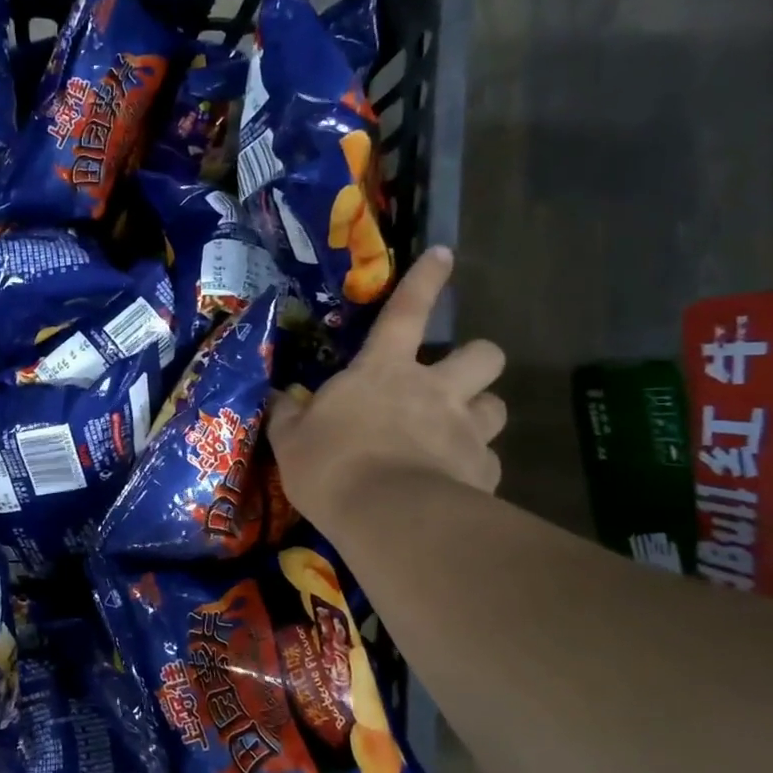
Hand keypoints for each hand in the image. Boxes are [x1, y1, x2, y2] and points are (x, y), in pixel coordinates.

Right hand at [268, 246, 505, 528]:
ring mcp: (466, 430)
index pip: (407, 311)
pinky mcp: (483, 472)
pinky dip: (473, 467)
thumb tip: (275, 398)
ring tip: (457, 433)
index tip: (445, 255)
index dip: (425, 280)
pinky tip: (453, 485)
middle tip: (454, 382)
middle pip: (484, 355)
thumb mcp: (291, 440)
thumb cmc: (330, 465)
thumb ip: (287, 415)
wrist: (386, 517)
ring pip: (497, 406)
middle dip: (476, 360)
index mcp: (384, 371)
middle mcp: (435, 390)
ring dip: (479, 413)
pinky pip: (488, 461)